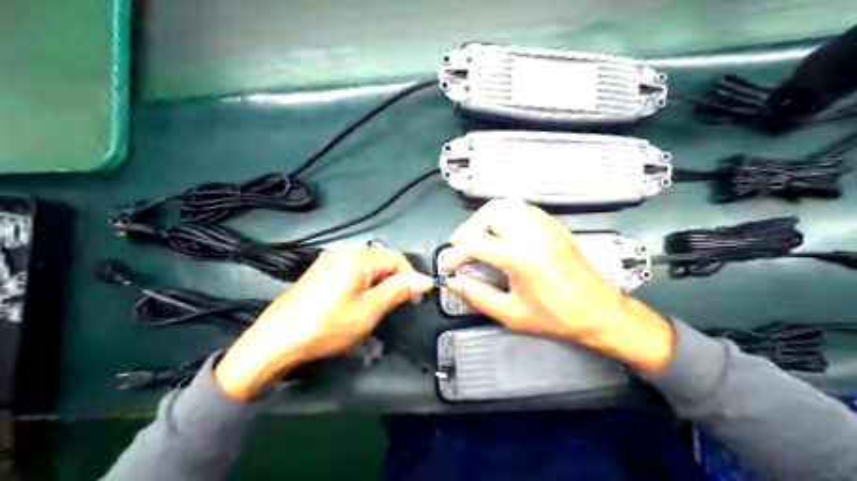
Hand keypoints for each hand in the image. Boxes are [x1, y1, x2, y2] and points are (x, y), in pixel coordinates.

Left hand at [215, 245, 435, 399]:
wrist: (278, 340)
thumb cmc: (328, 325)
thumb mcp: (369, 310)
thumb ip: (399, 291)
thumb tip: (425, 280)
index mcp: (357, 258)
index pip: (397, 259)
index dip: (411, 278)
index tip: (415, 300)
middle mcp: (343, 253)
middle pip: (381, 261)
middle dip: (394, 282)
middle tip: (396, 307)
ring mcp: (328, 262)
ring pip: (366, 269)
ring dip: (378, 286)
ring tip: (376, 309)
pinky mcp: (319, 273)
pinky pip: (350, 274)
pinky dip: (361, 287)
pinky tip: (355, 305)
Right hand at [442, 198, 675, 370]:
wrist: (597, 311)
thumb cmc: (554, 316)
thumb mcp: (510, 313)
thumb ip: (477, 295)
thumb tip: (453, 282)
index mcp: (519, 256)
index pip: (476, 244)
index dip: (455, 254)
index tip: (447, 266)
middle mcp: (531, 232)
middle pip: (489, 214)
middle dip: (468, 229)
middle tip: (459, 247)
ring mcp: (545, 225)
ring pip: (506, 205)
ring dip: (486, 218)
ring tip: (477, 237)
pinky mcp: (555, 225)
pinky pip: (523, 208)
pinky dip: (506, 215)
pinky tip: (502, 232)